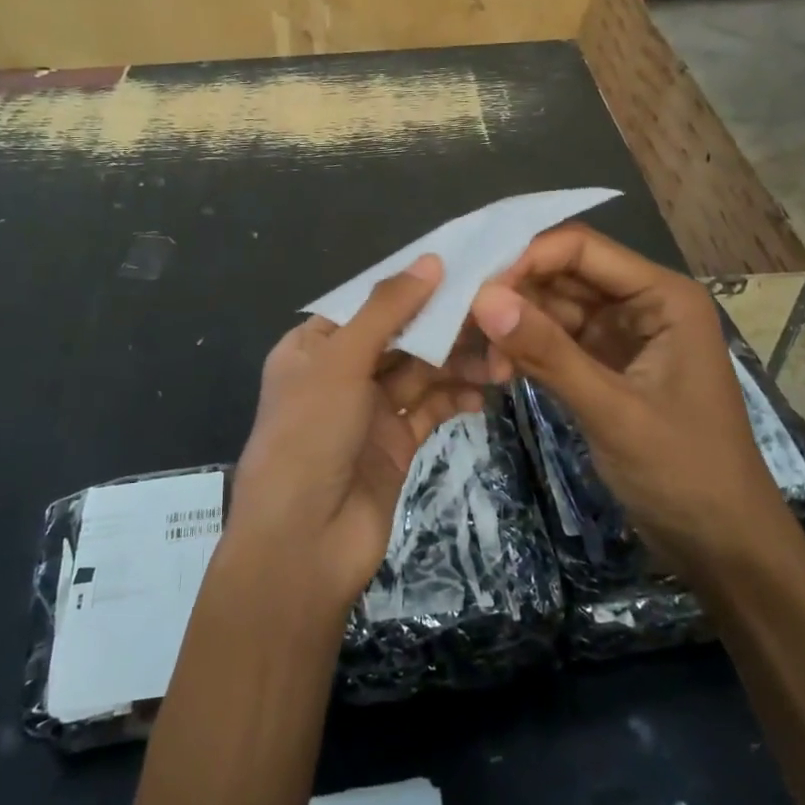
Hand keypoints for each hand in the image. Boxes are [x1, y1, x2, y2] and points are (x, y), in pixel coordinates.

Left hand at [228, 255, 481, 612]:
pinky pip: (431, 409)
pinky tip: (487, 389)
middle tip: (495, 310)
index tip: (462, 267)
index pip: (368, 303)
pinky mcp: (396, 444)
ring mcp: (369, 411)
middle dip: (443, 326)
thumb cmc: (309, 436)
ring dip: (457, 362)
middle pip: (400, 336)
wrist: (303, 544)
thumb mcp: (341, 362)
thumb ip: (387, 311)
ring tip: (501, 354)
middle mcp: (340, 374)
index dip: (411, 285)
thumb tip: (431, 260)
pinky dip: (457, 397)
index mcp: (313, 347)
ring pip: (421, 372)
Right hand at [468, 225, 785, 565]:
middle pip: (564, 275)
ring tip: (481, 359)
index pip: (582, 249)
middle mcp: (642, 304)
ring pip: (555, 310)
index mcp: (662, 296)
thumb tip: (483, 299)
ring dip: (516, 327)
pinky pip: (557, 343)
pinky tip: (498, 370)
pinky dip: (528, 351)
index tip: (476, 291)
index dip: (526, 259)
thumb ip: (548, 353)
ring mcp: (623, 336)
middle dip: (515, 295)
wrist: (722, 545)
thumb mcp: (613, 411)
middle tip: (464, 325)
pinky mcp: (607, 367)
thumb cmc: (684, 472)